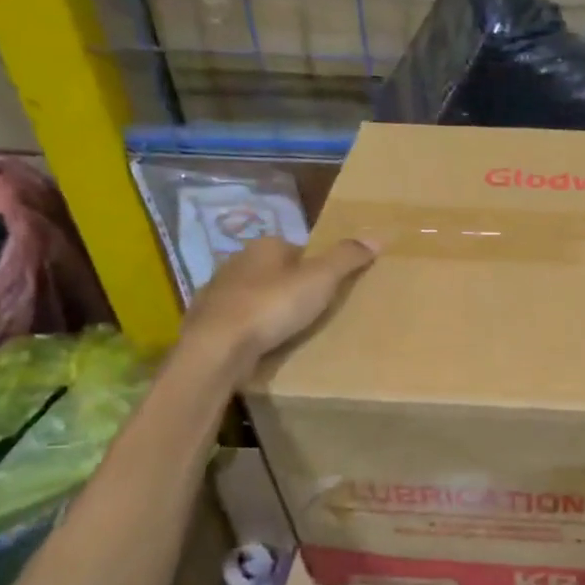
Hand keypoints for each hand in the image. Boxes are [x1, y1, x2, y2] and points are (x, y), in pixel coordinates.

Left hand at [183, 236, 375, 368]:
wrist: (218, 346)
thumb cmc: (272, 306)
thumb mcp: (320, 279)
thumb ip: (346, 258)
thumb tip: (377, 237)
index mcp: (264, 246)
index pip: (297, 249)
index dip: (315, 267)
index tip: (329, 288)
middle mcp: (236, 261)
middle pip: (274, 271)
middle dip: (290, 287)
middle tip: (313, 311)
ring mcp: (217, 291)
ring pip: (253, 295)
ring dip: (268, 307)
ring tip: (289, 330)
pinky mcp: (207, 320)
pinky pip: (237, 319)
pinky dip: (250, 327)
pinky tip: (262, 343)